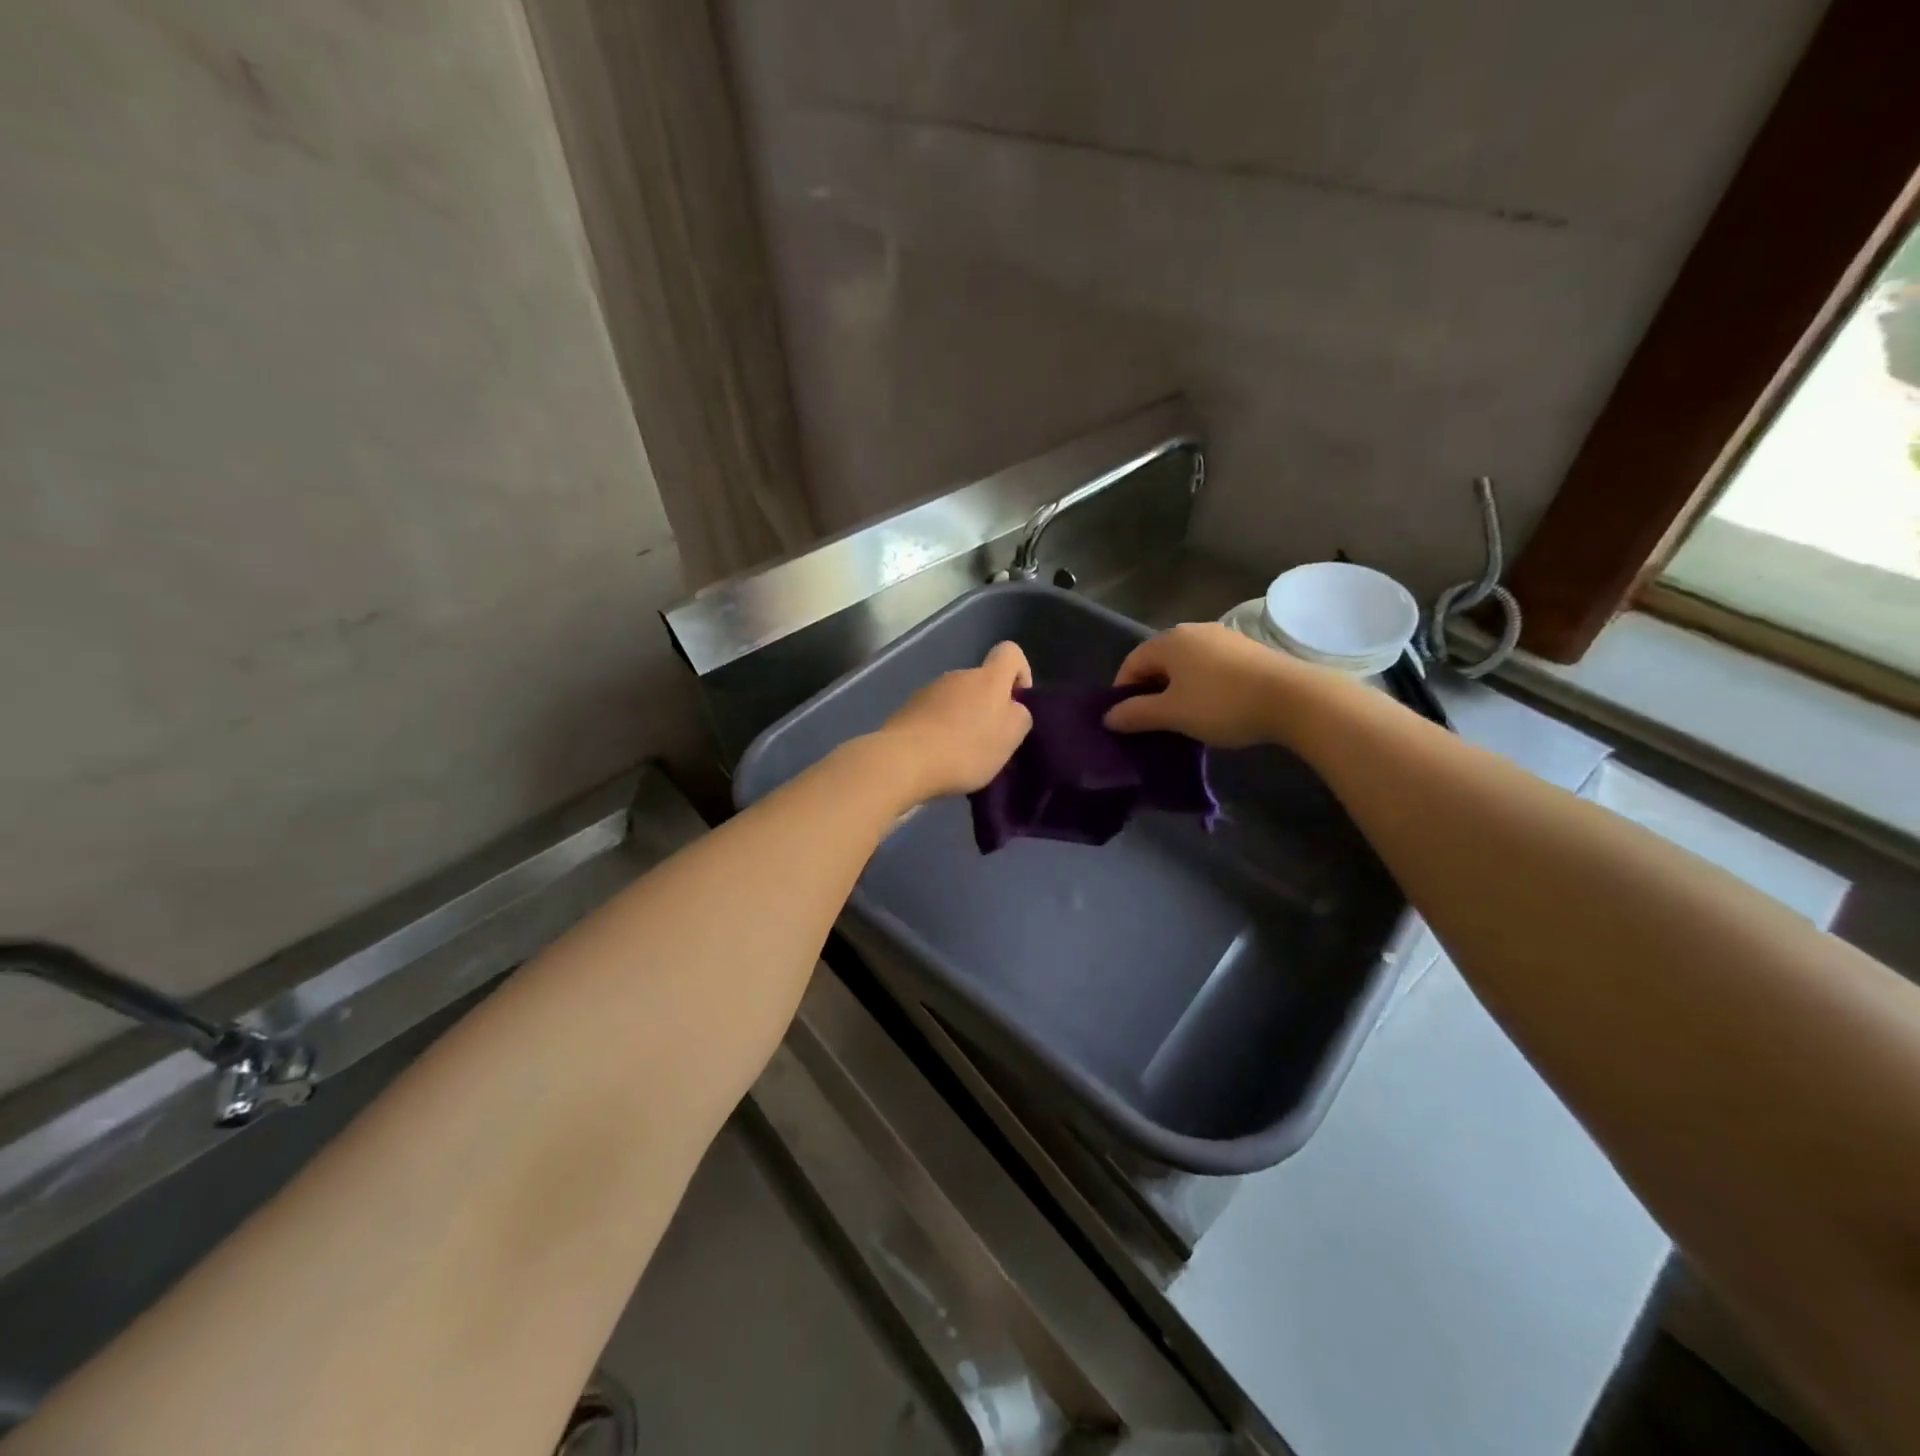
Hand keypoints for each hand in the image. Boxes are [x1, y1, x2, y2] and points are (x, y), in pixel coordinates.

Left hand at [874, 641, 1033, 801]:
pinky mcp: (908, 709)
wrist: (904, 760)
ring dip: (963, 719)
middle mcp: (958, 675)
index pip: (1010, 652)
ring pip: (956, 700)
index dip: (1020, 673)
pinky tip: (937, 756)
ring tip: (961, 754)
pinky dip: (940, 730)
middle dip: (988, 706)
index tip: (1017, 704)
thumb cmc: (966, 748)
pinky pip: (934, 715)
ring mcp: (929, 690)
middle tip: (989, 742)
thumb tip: (1013, 708)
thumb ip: (1020, 717)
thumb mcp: (1010, 738)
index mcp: (988, 678)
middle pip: (982, 682)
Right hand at [1104, 622, 1325, 746]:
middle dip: (1150, 690)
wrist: (1293, 698)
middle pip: (1159, 661)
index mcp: (1169, 641)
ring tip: (1182, 718)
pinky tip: (1212, 708)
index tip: (1125, 720)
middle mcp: (1193, 631)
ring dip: (1177, 689)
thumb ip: (1135, 714)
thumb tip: (1108, 717)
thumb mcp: (1172, 714)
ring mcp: (1224, 638)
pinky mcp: (1248, 650)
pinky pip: (1211, 667)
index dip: (1122, 691)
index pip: (1131, 662)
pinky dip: (1202, 685)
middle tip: (1152, 722)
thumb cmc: (1221, 703)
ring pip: (1186, 664)